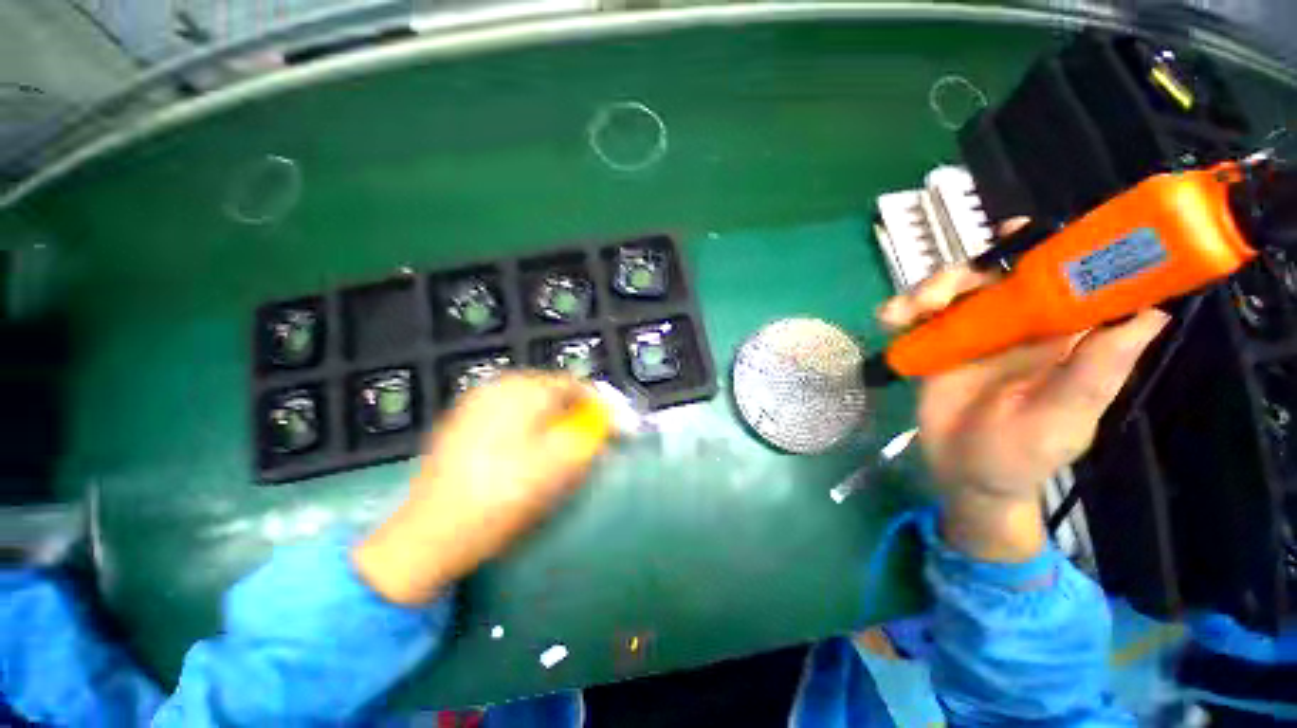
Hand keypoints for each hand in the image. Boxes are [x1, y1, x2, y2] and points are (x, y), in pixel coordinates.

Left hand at [352, 373, 608, 604]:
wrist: (429, 535)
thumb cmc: (501, 497)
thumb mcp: (557, 464)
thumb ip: (590, 434)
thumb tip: (606, 419)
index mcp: (520, 389)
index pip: (574, 385)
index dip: (598, 406)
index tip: (612, 428)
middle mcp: (496, 387)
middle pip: (552, 391)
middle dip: (575, 413)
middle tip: (588, 441)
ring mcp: (475, 404)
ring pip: (531, 404)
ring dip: (553, 420)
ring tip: (561, 448)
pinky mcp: (463, 423)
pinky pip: (510, 416)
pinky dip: (529, 427)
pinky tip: (528, 453)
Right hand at [877, 266, 1167, 561]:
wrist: (962, 474)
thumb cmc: (1021, 455)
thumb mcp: (1062, 419)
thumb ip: (1096, 373)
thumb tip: (1151, 314)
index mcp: (1062, 333)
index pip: (1063, 274)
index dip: (1047, 244)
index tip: (1016, 234)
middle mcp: (1019, 323)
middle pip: (993, 272)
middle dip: (962, 272)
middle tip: (937, 296)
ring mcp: (974, 333)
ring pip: (952, 289)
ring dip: (924, 291)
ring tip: (902, 314)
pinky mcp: (937, 344)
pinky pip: (919, 315)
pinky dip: (901, 310)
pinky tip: (888, 322)